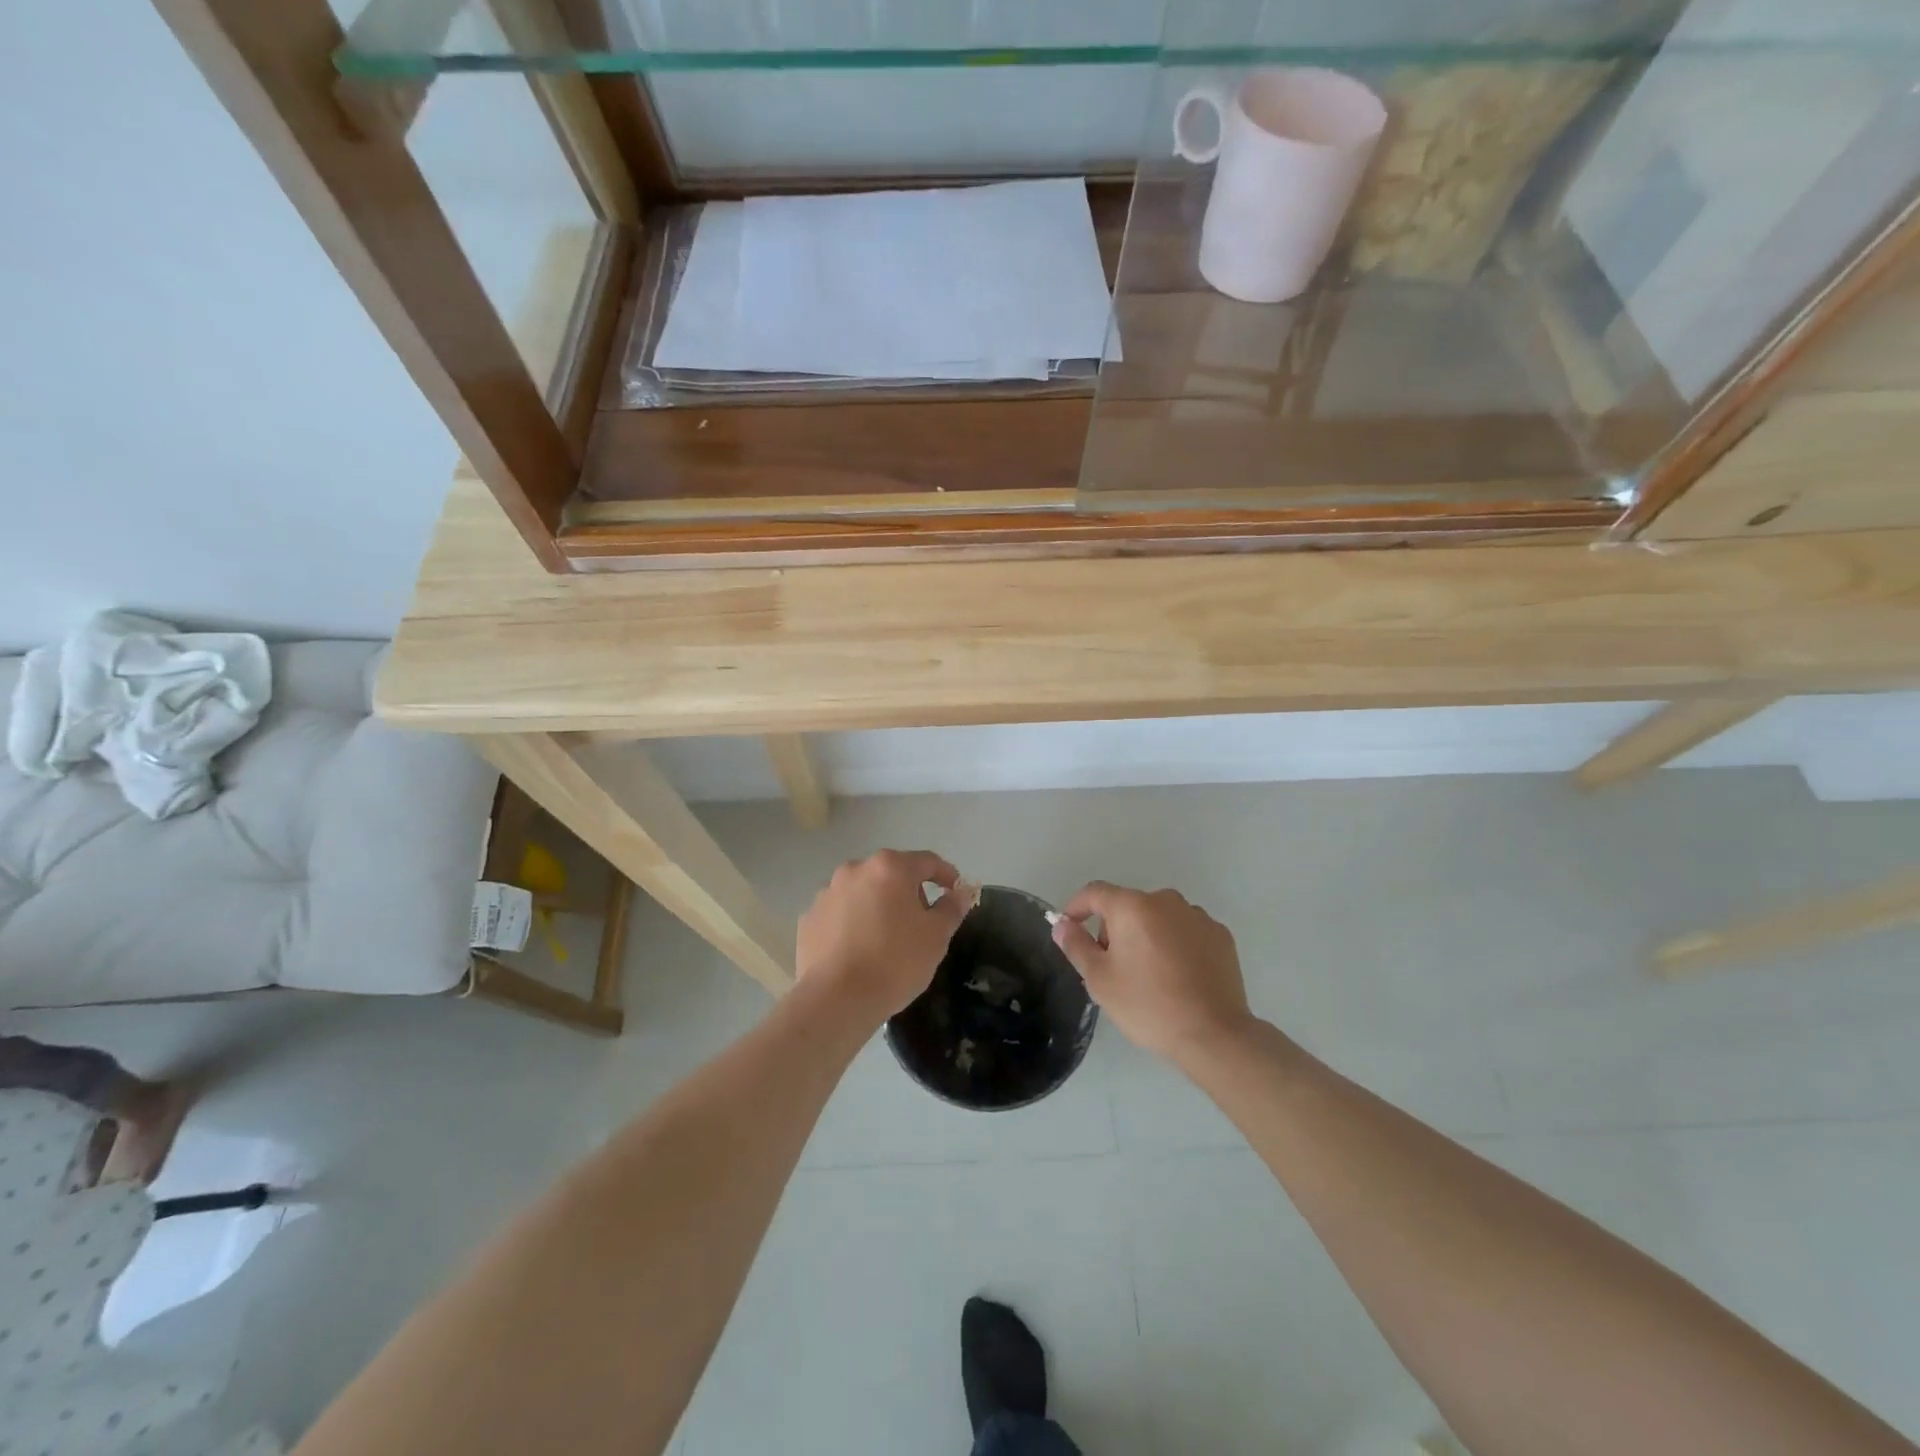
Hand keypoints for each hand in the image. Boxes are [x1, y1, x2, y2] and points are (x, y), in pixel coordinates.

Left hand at [796, 850, 971, 1023]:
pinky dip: (852, 923)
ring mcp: (827, 893)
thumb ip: (951, 907)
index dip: (946, 875)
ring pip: (863, 892)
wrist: (836, 999)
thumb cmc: (895, 961)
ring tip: (886, 939)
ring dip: (878, 906)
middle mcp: (855, 870)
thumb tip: (960, 892)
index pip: (927, 862)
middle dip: (909, 892)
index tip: (955, 893)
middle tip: (921, 922)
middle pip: (892, 874)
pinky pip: (840, 913)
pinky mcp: (808, 918)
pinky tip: (858, 950)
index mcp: (889, 868)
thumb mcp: (937, 936)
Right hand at [1051, 882, 1253, 1064]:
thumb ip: (1076, 945)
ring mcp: (1197, 916)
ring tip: (1148, 974)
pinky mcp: (1221, 935)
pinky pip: (1186, 931)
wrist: (1213, 1034)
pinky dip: (1175, 944)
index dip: (1076, 907)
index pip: (1094, 892)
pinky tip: (1178, 976)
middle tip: (1112, 966)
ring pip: (1159, 917)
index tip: (1070, 929)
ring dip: (1146, 935)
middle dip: (1114, 928)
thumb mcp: (1100, 980)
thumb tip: (1062, 924)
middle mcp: (1166, 900)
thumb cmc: (1148, 1005)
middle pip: (1128, 905)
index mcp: (1132, 907)